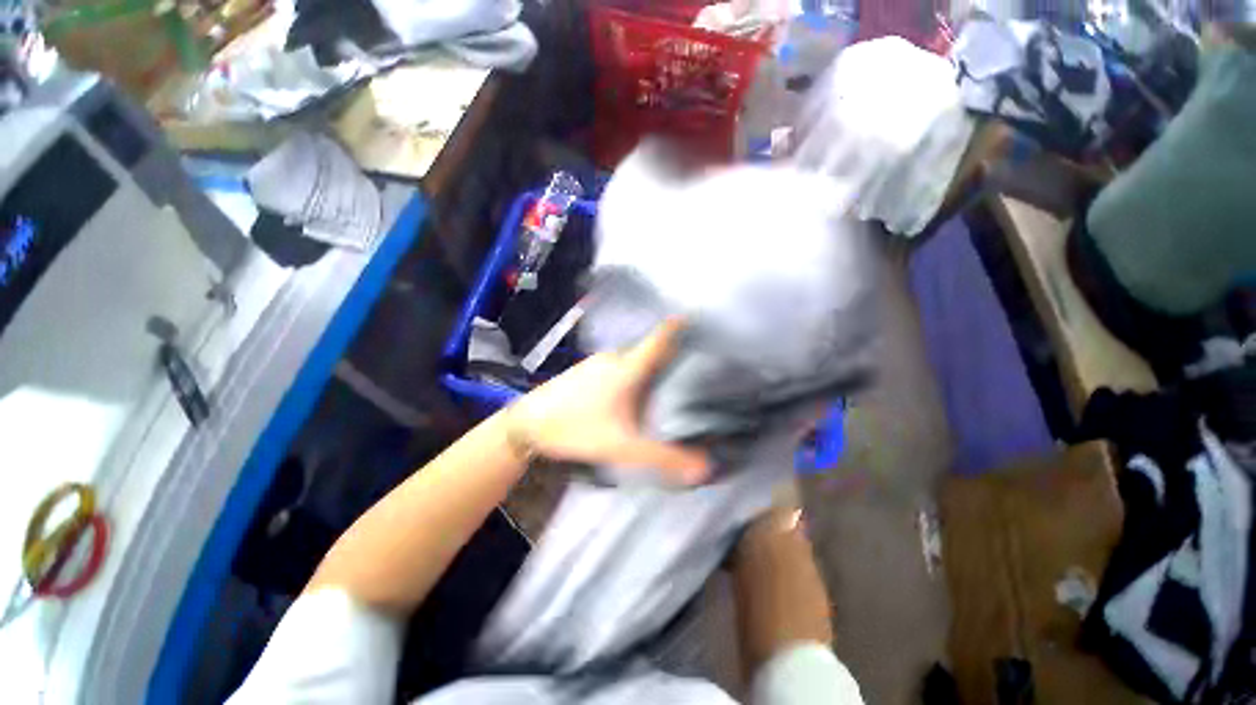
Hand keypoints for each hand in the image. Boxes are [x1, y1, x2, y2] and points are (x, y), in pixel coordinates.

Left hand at [504, 318, 710, 484]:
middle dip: (671, 355)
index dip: (680, 325)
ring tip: (668, 382)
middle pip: (650, 350)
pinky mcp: (585, 370)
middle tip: (694, 368)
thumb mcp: (623, 446)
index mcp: (628, 367)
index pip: (660, 337)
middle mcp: (615, 357)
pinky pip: (618, 366)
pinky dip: (632, 374)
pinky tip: (632, 393)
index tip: (699, 320)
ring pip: (633, 359)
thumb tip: (705, 467)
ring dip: (650, 367)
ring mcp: (597, 362)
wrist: (527, 424)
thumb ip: (663, 458)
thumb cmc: (577, 428)